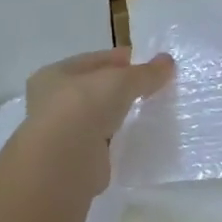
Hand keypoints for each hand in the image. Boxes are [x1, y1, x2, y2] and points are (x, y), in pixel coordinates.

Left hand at [22, 48, 174, 195]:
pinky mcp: (78, 158)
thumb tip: (168, 61)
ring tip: (152, 113)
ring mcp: (64, 132)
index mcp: (55, 74)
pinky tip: (139, 138)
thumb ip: (145, 73)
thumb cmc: (84, 107)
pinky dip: (119, 139)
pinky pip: (105, 142)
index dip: (124, 60)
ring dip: (121, 115)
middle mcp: (54, 101)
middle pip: (97, 89)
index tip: (153, 65)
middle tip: (156, 90)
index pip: (95, 61)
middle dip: (124, 89)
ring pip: (100, 116)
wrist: (64, 162)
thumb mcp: (120, 81)